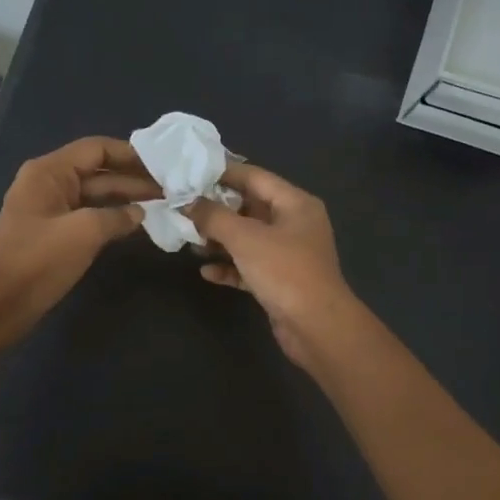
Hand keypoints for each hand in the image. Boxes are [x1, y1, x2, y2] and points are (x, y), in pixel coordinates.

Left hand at [0, 137, 156, 343]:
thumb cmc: (38, 261)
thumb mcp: (83, 232)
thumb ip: (117, 216)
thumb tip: (140, 213)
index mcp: (49, 172)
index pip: (96, 149)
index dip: (130, 154)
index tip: (162, 164)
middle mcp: (48, 183)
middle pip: (97, 171)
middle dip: (132, 178)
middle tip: (170, 188)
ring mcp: (50, 209)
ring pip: (95, 195)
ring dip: (125, 198)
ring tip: (162, 204)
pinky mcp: (53, 233)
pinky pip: (88, 215)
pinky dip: (112, 216)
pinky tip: (137, 223)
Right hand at [185, 163, 360, 367]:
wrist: (316, 326)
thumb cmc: (284, 271)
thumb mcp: (245, 238)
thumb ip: (214, 217)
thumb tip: (189, 203)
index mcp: (295, 203)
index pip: (255, 177)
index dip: (222, 173)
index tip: (190, 173)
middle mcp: (294, 224)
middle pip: (249, 207)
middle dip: (217, 210)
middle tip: (183, 208)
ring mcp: (288, 254)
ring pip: (247, 239)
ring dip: (219, 240)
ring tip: (188, 240)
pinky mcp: (280, 281)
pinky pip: (249, 266)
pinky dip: (229, 267)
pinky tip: (206, 272)